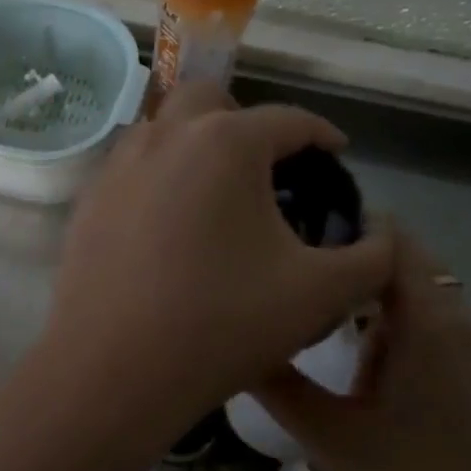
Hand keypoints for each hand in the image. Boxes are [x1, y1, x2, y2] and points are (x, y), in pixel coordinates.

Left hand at [41, 83, 392, 455]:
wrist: (113, 371)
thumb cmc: (223, 323)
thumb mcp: (320, 294)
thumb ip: (370, 259)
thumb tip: (381, 238)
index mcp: (226, 141)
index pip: (290, 119)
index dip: (322, 136)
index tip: (337, 157)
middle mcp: (166, 135)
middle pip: (213, 99)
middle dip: (247, 122)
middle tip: (268, 167)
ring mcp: (117, 165)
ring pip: (164, 129)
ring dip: (197, 143)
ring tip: (217, 194)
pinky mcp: (88, 200)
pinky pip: (133, 167)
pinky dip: (160, 176)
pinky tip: (169, 224)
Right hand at [252, 225, 470, 470]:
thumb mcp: (331, 438)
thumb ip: (278, 382)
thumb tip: (236, 339)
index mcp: (432, 320)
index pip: (389, 237)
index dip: (342, 224)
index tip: (293, 238)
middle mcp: (466, 320)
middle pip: (403, 266)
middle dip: (349, 273)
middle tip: (296, 294)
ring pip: (419, 301)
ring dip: (374, 311)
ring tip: (327, 345)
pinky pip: (440, 330)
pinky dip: (401, 336)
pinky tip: (372, 384)